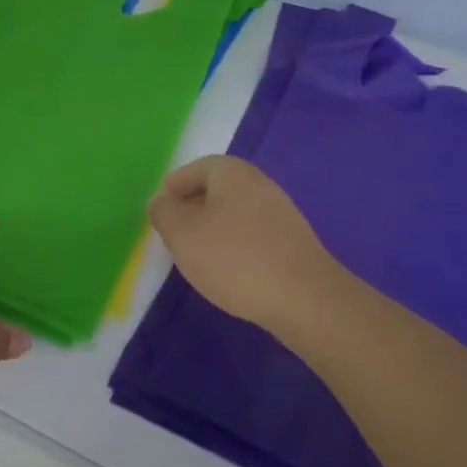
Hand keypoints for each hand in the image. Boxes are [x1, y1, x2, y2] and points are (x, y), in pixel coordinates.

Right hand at [148, 156, 341, 339]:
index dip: (175, 187)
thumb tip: (162, 203)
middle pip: (217, 189)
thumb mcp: (182, 233)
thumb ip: (164, 213)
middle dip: (193, 207)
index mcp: (232, 172)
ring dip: (214, 228)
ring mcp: (281, 213)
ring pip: (235, 213)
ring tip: (198, 255)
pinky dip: (236, 245)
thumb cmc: (234, 258)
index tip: (161, 209)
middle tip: (175, 232)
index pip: (196, 168)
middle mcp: (260, 184)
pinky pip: (253, 234)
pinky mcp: (293, 242)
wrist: (305, 298)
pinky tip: (229, 270)